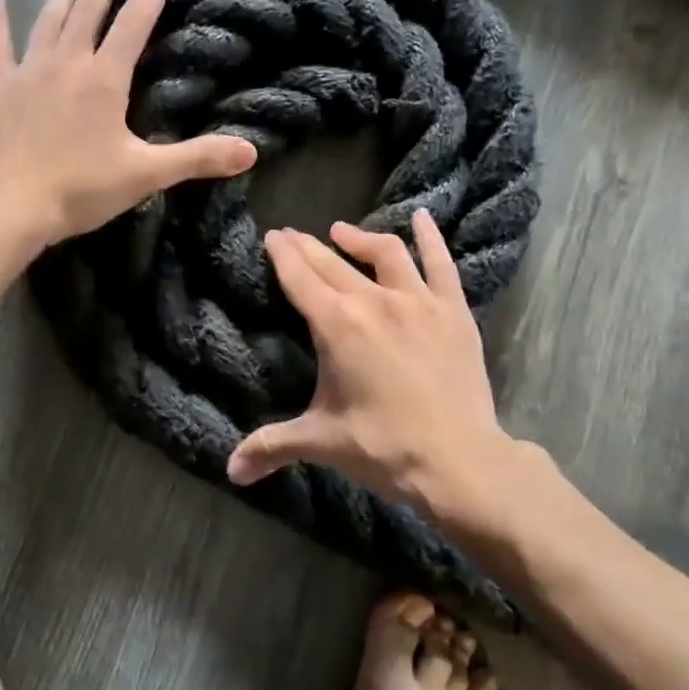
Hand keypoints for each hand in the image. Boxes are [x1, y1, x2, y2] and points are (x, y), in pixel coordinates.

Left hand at [0, 0, 256, 242]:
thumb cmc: (82, 189)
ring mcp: (29, 70)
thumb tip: (251, 151)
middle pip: (89, 8)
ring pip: (49, 18)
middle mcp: (68, 62)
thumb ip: (198, 158)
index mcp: (105, 78)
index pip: (136, 23)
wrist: (13, 206)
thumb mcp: (147, 174)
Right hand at [227, 213, 510, 517]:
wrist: (458, 460)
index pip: (300, 278)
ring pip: (385, 253)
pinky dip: (430, 238)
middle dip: (308, 246)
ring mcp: (418, 301)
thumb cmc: (382, 447)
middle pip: (333, 263)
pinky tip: (421, 218)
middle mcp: (374, 301)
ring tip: (341, 231)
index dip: (283, 255)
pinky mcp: (453, 310)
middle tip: (292, 234)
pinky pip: (441, 263)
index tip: (273, 236)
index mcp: (337, 326)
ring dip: (359, 238)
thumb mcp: (320, 442)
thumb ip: (271, 446)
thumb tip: (230, 471)